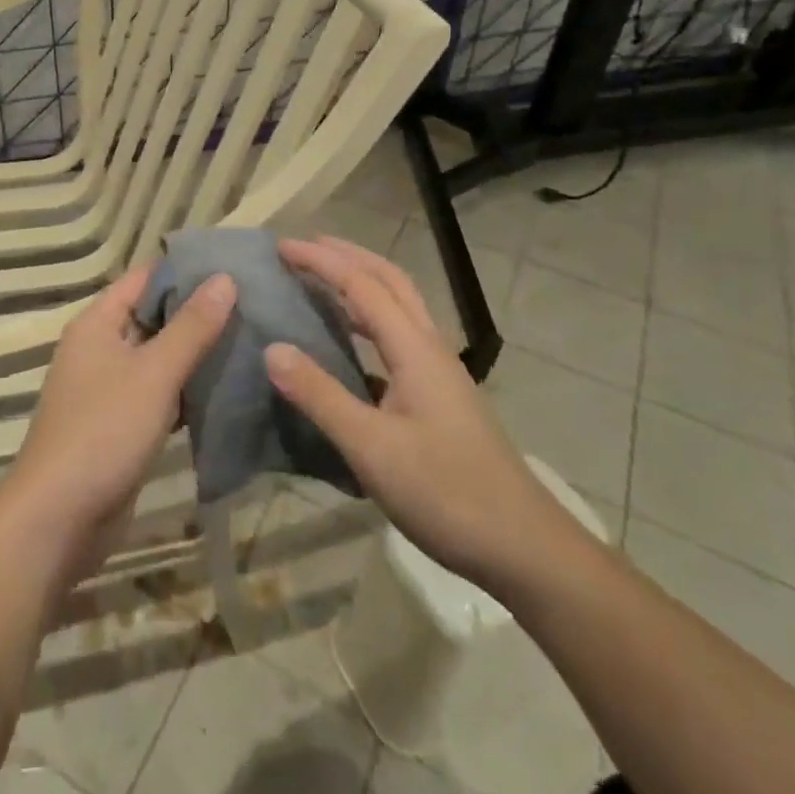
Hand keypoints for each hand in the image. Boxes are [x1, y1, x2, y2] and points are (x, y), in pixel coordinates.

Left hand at [3, 264, 236, 568]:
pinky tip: (228, 389)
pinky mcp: (121, 426)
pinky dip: (187, 391)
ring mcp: (109, 390)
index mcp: (98, 324)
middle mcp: (100, 349)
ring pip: (159, 359)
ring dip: (197, 353)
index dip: (186, 270)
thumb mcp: (153, 373)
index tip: (233, 265)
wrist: (58, 519)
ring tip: (252, 339)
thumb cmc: (103, 431)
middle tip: (254, 303)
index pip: (145, 279)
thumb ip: (191, 327)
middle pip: (154, 317)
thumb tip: (225, 277)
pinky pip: (159, 395)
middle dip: (198, 312)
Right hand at [266, 237, 598, 601]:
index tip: (281, 246)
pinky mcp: (440, 397)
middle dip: (347, 256)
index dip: (321, 261)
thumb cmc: (446, 493)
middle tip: (304, 247)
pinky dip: (370, 321)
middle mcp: (430, 348)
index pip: (362, 285)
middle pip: (390, 281)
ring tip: (322, 281)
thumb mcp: (371, 447)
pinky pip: (399, 338)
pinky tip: (349, 346)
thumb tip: (272, 348)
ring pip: (399, 307)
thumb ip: (320, 395)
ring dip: (362, 283)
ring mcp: (439, 373)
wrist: (523, 547)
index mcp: (415, 349)